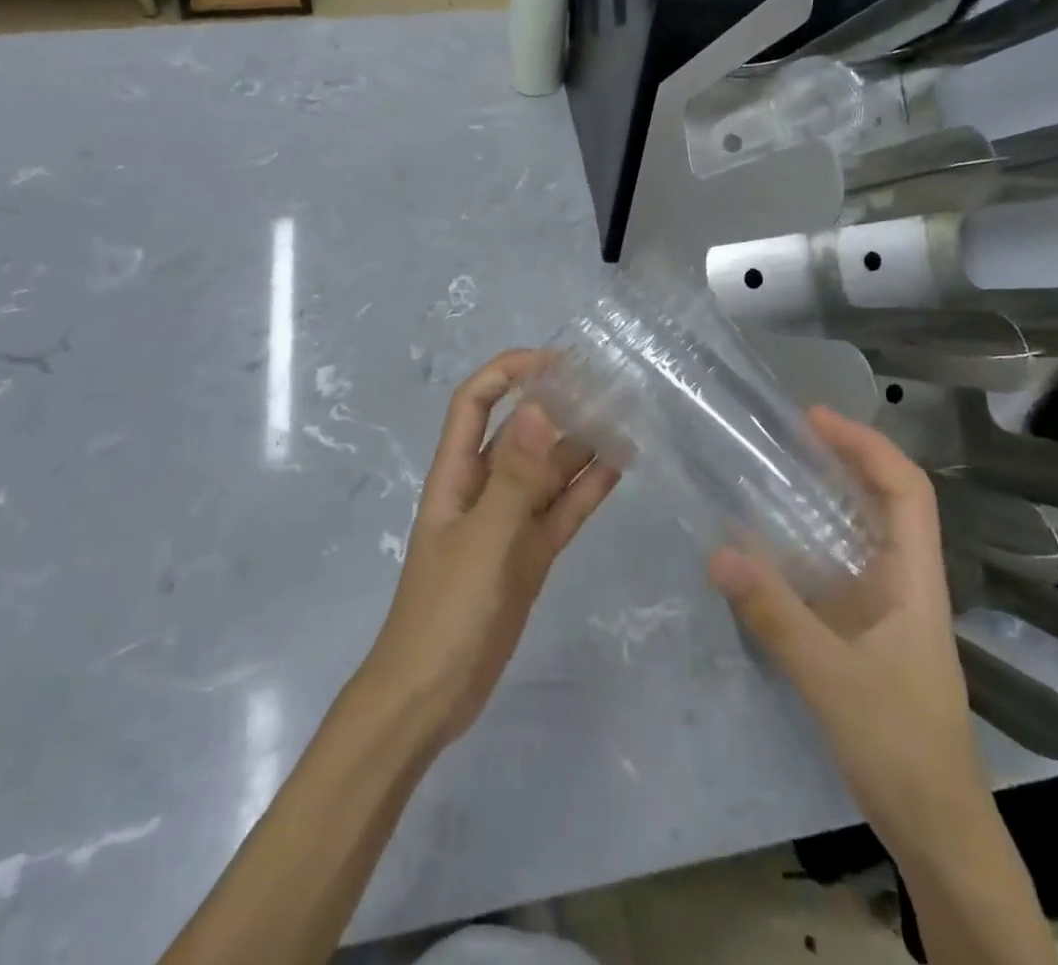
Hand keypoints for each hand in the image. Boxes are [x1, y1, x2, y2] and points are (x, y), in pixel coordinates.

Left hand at [359, 350, 620, 748]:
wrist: (431, 697)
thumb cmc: (445, 612)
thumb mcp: (482, 541)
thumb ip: (513, 477)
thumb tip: (538, 408)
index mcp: (457, 473)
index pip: (476, 402)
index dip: (509, 372)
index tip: (556, 360)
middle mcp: (484, 487)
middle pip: (522, 432)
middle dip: (558, 404)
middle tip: (609, 385)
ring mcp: (510, 522)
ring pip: (549, 470)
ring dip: (581, 445)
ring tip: (626, 418)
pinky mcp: (531, 554)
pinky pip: (563, 510)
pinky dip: (588, 489)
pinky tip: (620, 466)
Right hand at [708, 408, 981, 841]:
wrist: (935, 829)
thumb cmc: (900, 746)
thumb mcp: (832, 678)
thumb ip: (775, 616)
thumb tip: (718, 551)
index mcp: (916, 579)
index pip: (906, 490)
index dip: (867, 445)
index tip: (814, 419)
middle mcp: (903, 580)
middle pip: (882, 500)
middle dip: (840, 458)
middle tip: (780, 435)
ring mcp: (883, 606)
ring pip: (856, 532)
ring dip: (819, 496)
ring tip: (765, 471)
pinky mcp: (861, 629)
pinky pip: (831, 567)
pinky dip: (801, 541)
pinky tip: (761, 543)